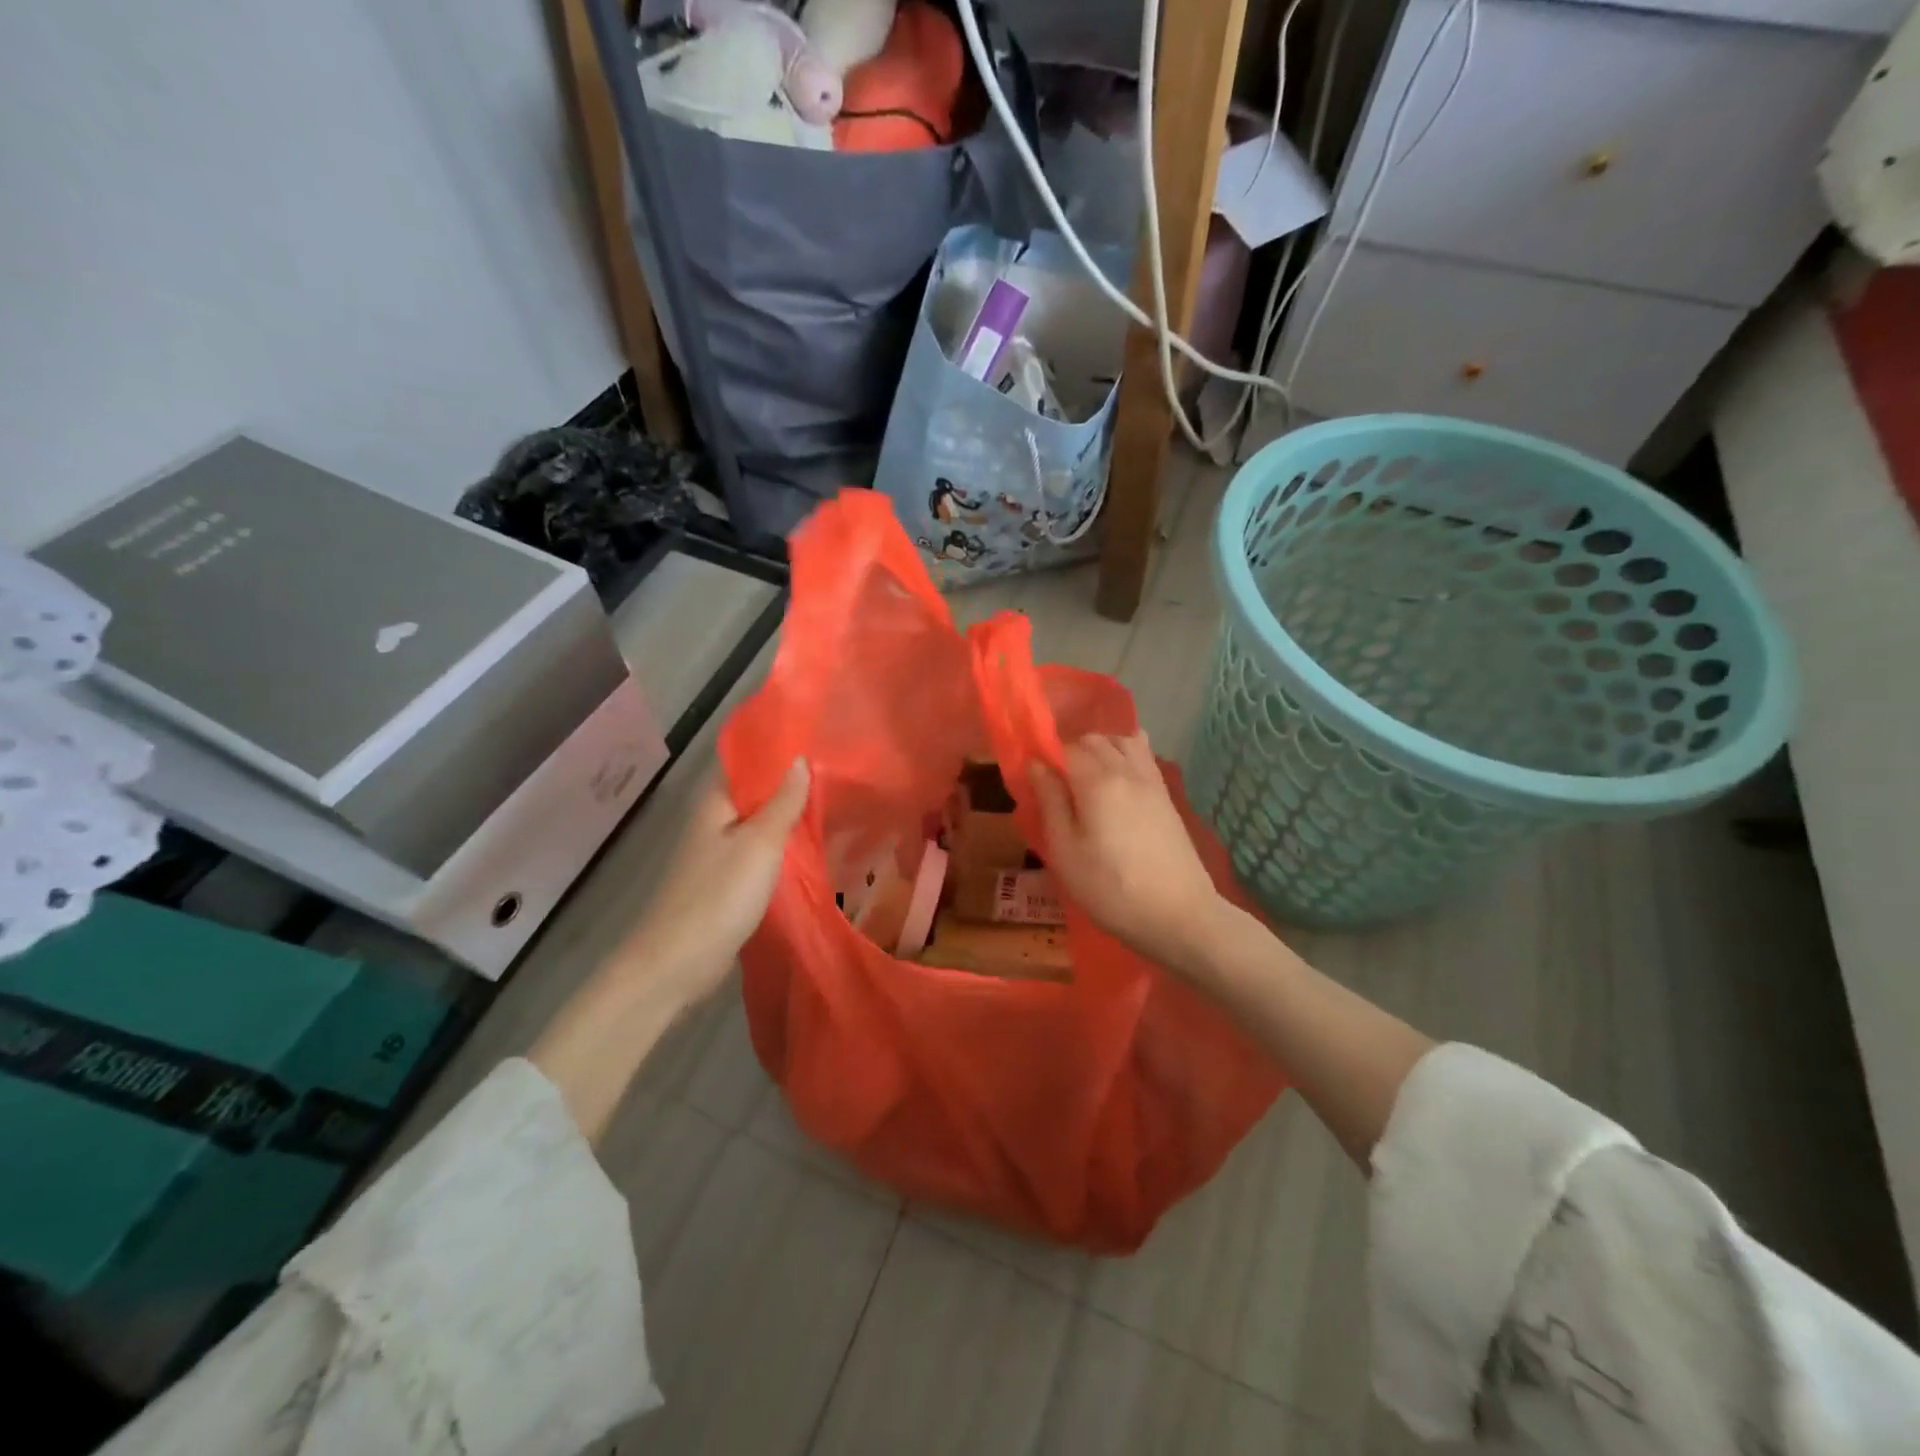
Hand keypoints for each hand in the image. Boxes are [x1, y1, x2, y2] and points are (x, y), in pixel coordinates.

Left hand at [616, 759, 810, 1010]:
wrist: (679, 963)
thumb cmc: (720, 895)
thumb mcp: (761, 843)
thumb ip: (783, 802)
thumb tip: (800, 759)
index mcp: (715, 803)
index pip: (747, 762)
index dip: (778, 752)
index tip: (818, 744)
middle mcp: (714, 822)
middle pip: (756, 794)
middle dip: (791, 786)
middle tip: (837, 776)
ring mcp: (719, 854)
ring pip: (760, 826)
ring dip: (789, 819)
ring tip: (833, 808)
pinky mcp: (726, 883)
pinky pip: (760, 855)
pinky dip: (783, 850)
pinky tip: (811, 850)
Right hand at [1030, 732, 1226, 971]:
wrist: (1178, 915)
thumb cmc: (1110, 889)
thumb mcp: (1065, 852)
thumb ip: (1050, 802)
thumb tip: (1037, 764)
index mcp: (1097, 781)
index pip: (1065, 748)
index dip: (1046, 759)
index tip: (1036, 784)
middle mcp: (1126, 770)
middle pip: (1094, 740)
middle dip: (1071, 752)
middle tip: (1058, 787)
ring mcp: (1151, 780)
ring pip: (1122, 741)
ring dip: (1100, 749)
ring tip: (1087, 780)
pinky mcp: (1166, 795)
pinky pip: (1144, 756)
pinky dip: (1125, 755)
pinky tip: (1116, 782)